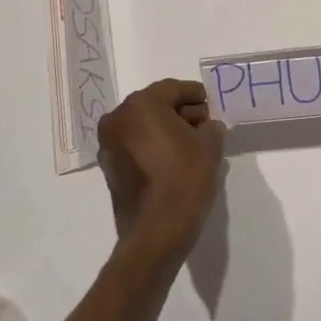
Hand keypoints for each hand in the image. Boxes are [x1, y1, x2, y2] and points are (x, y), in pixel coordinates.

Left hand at [97, 79, 226, 260]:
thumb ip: (211, 127)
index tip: (210, 103)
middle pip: (155, 105)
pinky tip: (175, 158)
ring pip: (143, 125)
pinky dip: (153, 145)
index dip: (195, 94)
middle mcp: (118, 120)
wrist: (156, 232)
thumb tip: (207, 126)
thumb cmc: (184, 180)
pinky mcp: (110, 167)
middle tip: (205, 124)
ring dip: (167, 129)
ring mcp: (109, 145)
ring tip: (193, 143)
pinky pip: (135, 145)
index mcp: (141, 106)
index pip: (172, 88)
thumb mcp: (209, 147)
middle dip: (181, 112)